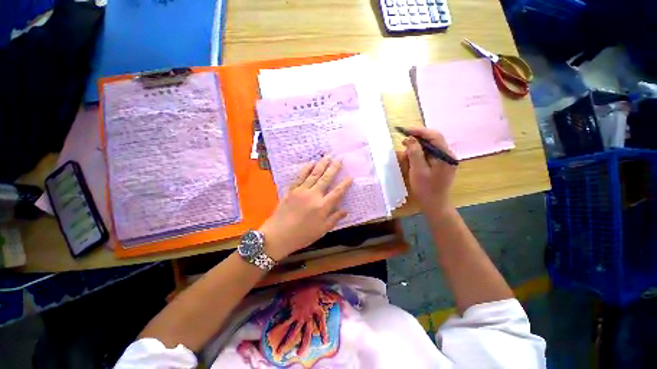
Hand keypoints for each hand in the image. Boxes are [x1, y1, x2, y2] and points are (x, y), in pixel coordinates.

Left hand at [259, 156, 352, 260]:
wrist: (278, 235)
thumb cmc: (302, 235)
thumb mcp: (322, 230)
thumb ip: (334, 219)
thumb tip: (345, 211)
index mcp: (322, 207)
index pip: (337, 192)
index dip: (345, 184)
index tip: (350, 177)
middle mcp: (313, 195)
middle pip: (326, 178)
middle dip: (334, 168)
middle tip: (339, 159)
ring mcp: (301, 191)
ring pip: (314, 174)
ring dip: (322, 164)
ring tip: (327, 156)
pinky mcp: (291, 190)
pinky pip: (300, 176)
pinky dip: (306, 169)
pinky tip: (311, 163)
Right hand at [266, 285, 340, 358]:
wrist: (303, 283)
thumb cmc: (312, 286)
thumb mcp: (322, 290)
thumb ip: (330, 295)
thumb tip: (339, 299)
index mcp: (316, 310)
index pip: (321, 322)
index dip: (323, 331)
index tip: (325, 342)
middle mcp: (308, 316)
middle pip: (307, 332)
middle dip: (304, 344)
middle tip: (300, 354)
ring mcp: (299, 316)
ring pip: (294, 332)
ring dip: (287, 341)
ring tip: (280, 351)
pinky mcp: (292, 313)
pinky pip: (284, 322)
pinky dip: (278, 326)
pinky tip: (270, 332)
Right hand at [400, 127, 456, 218]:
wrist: (434, 204)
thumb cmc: (426, 189)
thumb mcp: (418, 170)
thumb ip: (415, 153)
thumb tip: (410, 138)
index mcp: (445, 155)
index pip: (434, 136)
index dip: (419, 131)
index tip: (405, 131)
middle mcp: (447, 155)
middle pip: (432, 141)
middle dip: (416, 141)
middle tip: (403, 144)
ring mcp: (444, 160)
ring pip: (429, 148)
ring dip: (416, 149)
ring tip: (405, 156)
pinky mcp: (440, 165)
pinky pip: (429, 155)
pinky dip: (419, 156)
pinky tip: (411, 161)